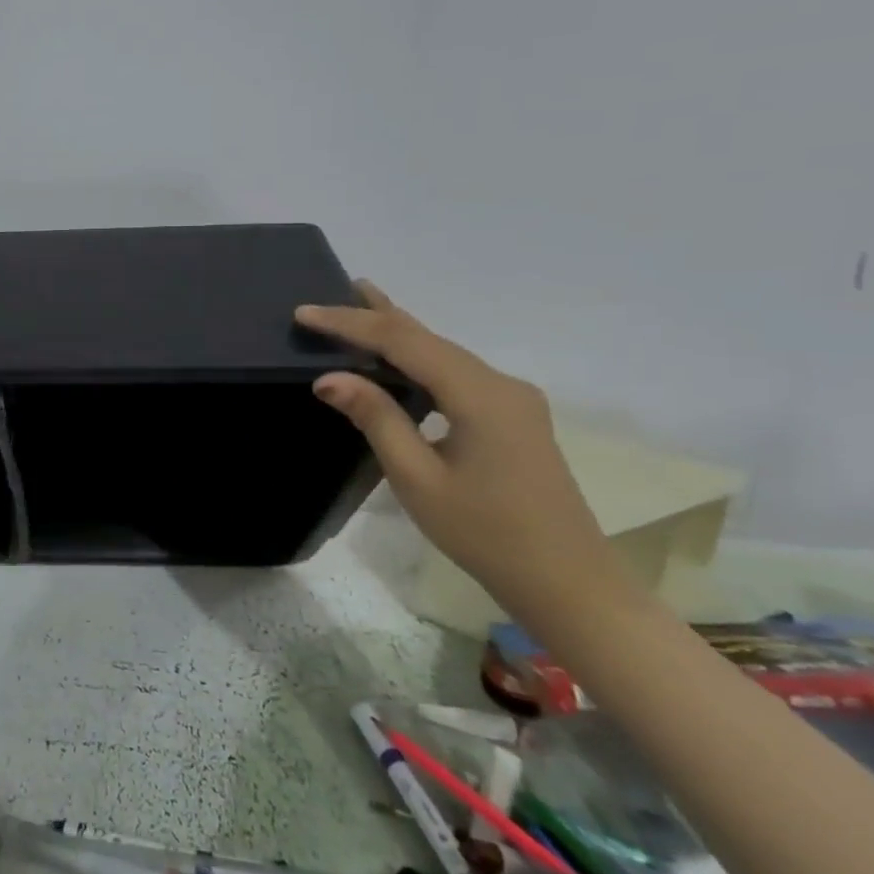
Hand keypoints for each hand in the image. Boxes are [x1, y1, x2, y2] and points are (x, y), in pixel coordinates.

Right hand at [296, 281, 621, 616]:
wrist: (569, 584)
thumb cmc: (486, 533)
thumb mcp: (418, 478)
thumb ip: (376, 418)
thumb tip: (328, 377)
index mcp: (478, 395)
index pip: (402, 341)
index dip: (350, 323)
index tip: (304, 312)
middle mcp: (500, 384)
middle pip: (426, 337)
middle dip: (375, 314)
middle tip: (334, 289)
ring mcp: (511, 399)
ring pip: (442, 352)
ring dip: (397, 332)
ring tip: (359, 309)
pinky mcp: (511, 416)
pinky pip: (454, 372)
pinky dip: (417, 357)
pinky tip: (398, 358)